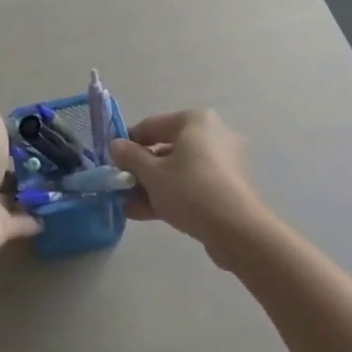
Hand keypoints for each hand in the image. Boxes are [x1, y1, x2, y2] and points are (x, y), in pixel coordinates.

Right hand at [108, 109, 267, 254]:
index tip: (113, 163)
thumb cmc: (190, 190)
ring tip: (130, 207)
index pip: (151, 126)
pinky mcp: (230, 186)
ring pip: (179, 170)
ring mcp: (225, 161)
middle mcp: (214, 134)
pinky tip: (149, 214)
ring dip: (153, 186)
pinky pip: (194, 184)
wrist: (238, 231)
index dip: (128, 144)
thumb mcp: (151, 174)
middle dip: (141, 171)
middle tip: (121, 188)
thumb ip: (130, 157)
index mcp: (196, 121)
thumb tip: (116, 145)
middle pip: (166, 149)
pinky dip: (173, 195)